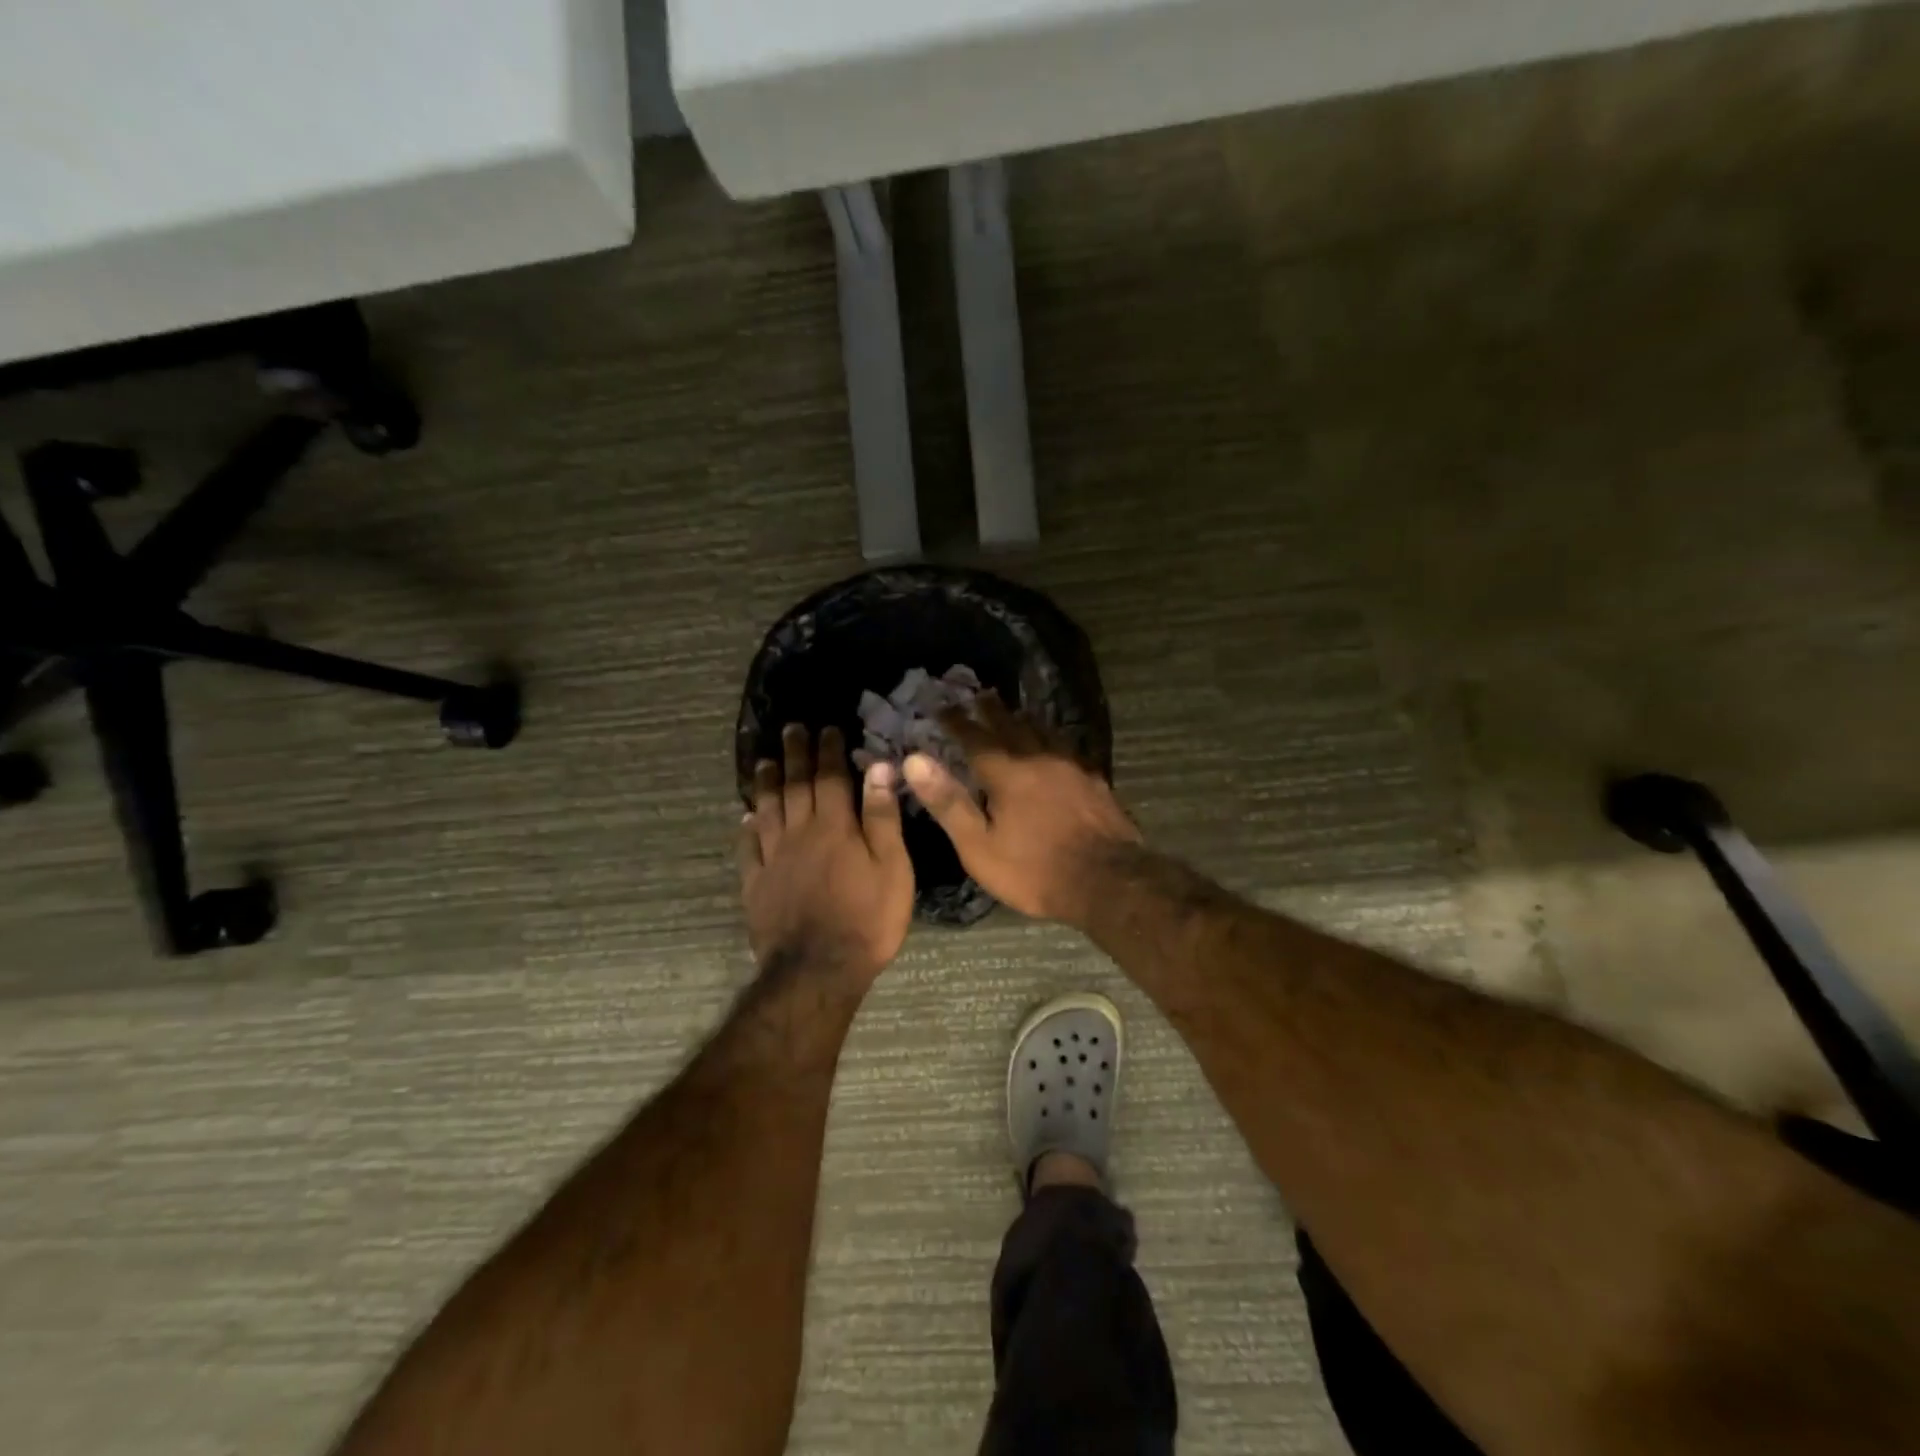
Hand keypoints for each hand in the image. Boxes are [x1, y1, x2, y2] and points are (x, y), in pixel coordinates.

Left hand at [740, 724, 913, 985]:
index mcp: (834, 827)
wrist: (818, 970)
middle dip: (794, 755)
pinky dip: (747, 828)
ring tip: (763, 762)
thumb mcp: (892, 867)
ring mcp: (773, 859)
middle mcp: (799, 833)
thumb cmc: (867, 919)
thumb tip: (879, 767)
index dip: (828, 750)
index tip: (826, 728)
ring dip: (765, 783)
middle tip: (790, 730)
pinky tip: (746, 817)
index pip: (830, 778)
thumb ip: (882, 816)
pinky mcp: (756, 885)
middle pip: (794, 786)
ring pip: (766, 810)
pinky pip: (748, 848)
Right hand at [902, 693, 1139, 925]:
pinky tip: (1055, 746)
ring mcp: (1072, 767)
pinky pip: (1067, 748)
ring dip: (1024, 719)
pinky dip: (1052, 739)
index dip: (956, 721)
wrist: (1107, 882)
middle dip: (992, 710)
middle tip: (980, 694)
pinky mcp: (1095, 780)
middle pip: (1012, 725)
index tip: (942, 706)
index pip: (975, 737)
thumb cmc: (1034, 871)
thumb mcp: (979, 846)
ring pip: (1044, 732)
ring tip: (1015, 713)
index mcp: (1007, 773)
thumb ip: (948, 802)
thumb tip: (914, 760)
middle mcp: (1040, 759)